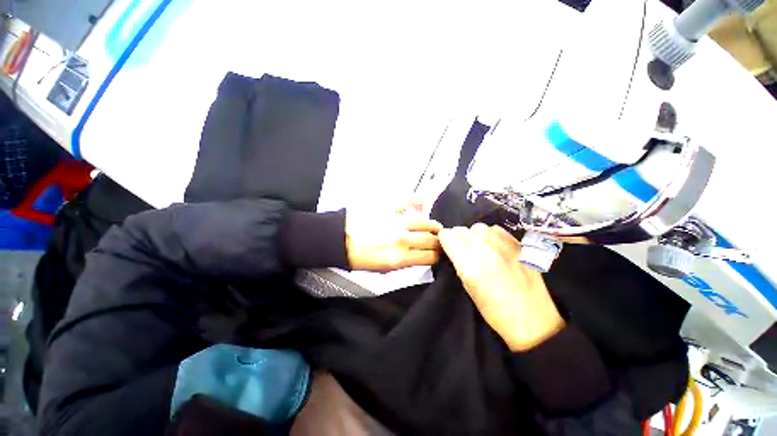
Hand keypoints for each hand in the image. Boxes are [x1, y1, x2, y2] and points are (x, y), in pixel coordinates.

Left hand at [345, 203, 441, 272]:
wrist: (341, 239)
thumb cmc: (358, 256)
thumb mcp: (383, 269)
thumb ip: (405, 263)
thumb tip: (419, 258)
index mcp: (399, 257)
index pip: (430, 256)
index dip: (439, 256)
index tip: (440, 254)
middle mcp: (402, 239)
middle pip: (432, 240)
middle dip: (440, 242)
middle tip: (441, 241)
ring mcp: (397, 221)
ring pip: (426, 222)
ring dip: (434, 226)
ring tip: (435, 227)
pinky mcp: (389, 208)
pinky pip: (410, 201)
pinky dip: (418, 202)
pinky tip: (422, 203)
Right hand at [439, 224, 565, 351]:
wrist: (533, 320)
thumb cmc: (495, 311)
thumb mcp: (468, 288)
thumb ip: (459, 263)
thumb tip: (453, 248)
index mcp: (470, 265)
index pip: (448, 237)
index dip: (444, 240)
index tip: (446, 245)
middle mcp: (486, 250)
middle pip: (462, 230)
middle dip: (456, 237)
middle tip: (460, 248)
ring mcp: (504, 246)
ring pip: (478, 227)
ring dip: (473, 235)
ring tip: (478, 247)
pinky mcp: (518, 245)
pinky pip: (496, 229)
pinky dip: (490, 235)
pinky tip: (493, 246)